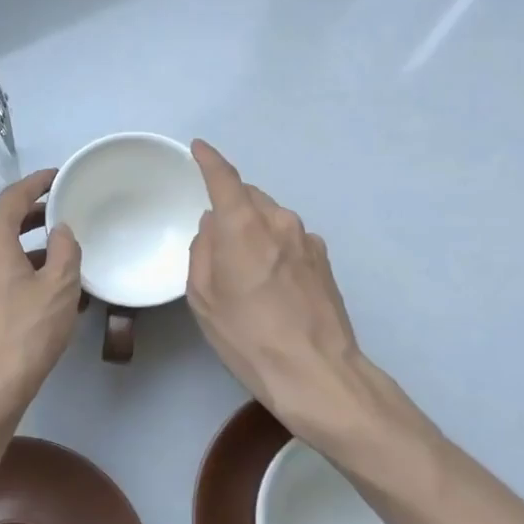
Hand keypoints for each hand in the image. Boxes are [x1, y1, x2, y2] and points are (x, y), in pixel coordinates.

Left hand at [0, 169, 82, 427]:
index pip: (12, 198)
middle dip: (32, 217)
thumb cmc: (26, 333)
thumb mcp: (60, 288)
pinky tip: (41, 295)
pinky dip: (15, 274)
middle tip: (61, 215)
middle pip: (1, 225)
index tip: (57, 177)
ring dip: (26, 250)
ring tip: (60, 260)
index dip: (36, 183)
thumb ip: (65, 250)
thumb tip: (60, 230)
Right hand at [186, 140, 416, 450]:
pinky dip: (275, 247)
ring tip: (245, 269)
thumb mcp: (204, 298)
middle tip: (216, 237)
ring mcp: (308, 240)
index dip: (209, 160)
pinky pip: (290, 239)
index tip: (199, 148)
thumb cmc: (248, 337)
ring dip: (254, 229)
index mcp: (244, 227)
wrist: (318, 374)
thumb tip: (213, 228)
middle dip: (231, 205)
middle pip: (250, 197)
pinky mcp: (325, 261)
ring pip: (271, 218)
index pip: (224, 178)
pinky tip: (272, 283)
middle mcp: (279, 222)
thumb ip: (203, 251)